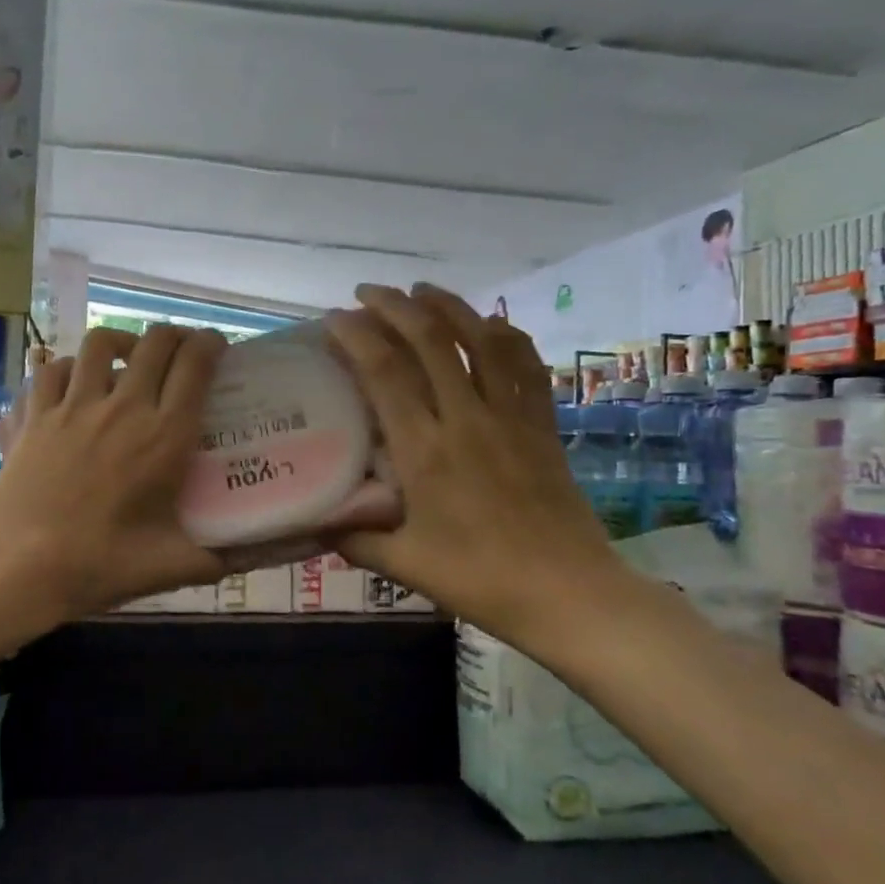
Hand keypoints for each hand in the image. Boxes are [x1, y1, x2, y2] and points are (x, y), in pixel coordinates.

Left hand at [0, 325, 228, 621]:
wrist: (20, 567)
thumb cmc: (102, 565)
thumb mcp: (172, 566)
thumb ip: (217, 559)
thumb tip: (251, 560)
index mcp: (164, 436)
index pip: (195, 367)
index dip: (210, 345)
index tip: (216, 346)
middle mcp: (123, 408)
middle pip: (154, 343)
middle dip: (173, 336)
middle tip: (180, 349)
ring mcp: (73, 407)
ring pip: (100, 343)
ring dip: (121, 342)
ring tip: (126, 357)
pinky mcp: (35, 416)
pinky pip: (53, 370)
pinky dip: (69, 367)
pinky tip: (74, 383)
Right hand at [323, 284, 632, 644]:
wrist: (568, 593)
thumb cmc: (480, 579)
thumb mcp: (405, 565)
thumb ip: (356, 538)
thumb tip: (316, 521)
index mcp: (425, 450)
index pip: (385, 373)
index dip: (356, 337)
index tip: (334, 319)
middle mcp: (467, 419)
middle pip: (430, 340)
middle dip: (395, 306)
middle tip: (368, 293)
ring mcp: (511, 417)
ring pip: (482, 340)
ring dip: (450, 306)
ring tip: (423, 291)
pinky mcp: (543, 425)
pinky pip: (526, 365)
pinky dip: (506, 336)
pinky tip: (492, 326)